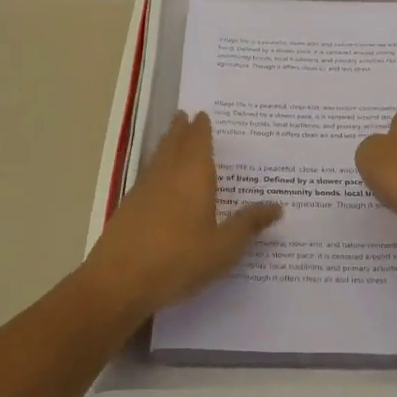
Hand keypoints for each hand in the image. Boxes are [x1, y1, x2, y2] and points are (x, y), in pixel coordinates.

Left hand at [79, 111, 281, 321]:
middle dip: (180, 130)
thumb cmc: (179, 260)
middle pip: (173, 144)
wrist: (118, 282)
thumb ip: (248, 225)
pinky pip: (146, 176)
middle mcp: (167, 175)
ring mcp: (143, 190)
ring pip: (157, 158)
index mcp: (193, 176)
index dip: (201, 128)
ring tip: (170, 138)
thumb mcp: (223, 248)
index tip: (202, 114)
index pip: (198, 142)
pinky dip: (155, 168)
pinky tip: (156, 180)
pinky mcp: (127, 208)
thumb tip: (277, 206)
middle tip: (184, 115)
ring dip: (165, 145)